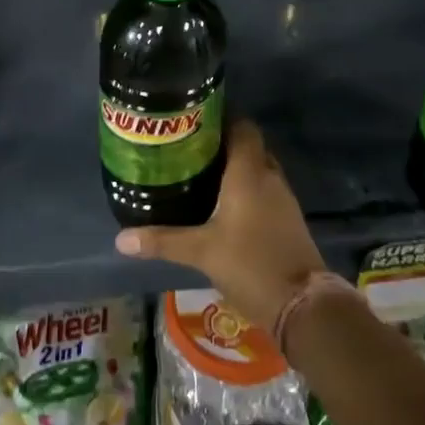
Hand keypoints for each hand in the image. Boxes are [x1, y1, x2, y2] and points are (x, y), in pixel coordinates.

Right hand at [113, 119, 324, 333]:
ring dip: (235, 167)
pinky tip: (223, 204)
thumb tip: (120, 239)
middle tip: (189, 148)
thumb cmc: (250, 265)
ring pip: (258, 168)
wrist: (303, 306)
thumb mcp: (201, 252)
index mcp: (249, 172)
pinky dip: (247, 189)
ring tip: (201, 173)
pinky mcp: (288, 219)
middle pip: (249, 145)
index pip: (242, 126)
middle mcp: (269, 177)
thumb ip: (162, 241)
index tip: (193, 121)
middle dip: (222, 144)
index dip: (221, 118)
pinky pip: (265, 190)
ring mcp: (283, 198)